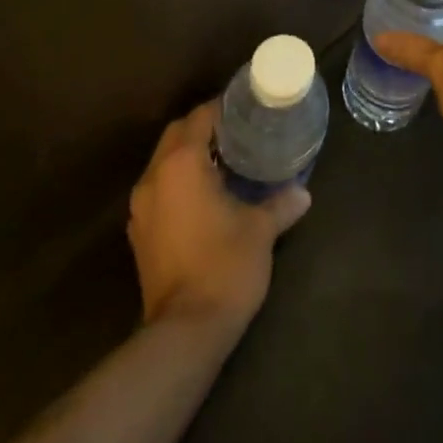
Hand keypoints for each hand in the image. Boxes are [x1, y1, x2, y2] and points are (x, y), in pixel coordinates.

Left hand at [126, 100, 311, 331]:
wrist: (184, 333)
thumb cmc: (224, 266)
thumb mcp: (261, 230)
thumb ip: (281, 203)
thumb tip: (302, 192)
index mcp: (181, 164)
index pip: (200, 117)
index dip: (223, 108)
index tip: (246, 109)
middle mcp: (154, 178)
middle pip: (176, 134)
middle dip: (204, 127)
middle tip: (238, 132)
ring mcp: (141, 208)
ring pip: (164, 162)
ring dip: (189, 154)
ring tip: (224, 161)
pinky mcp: (140, 234)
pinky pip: (159, 189)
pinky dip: (178, 181)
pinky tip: (205, 195)